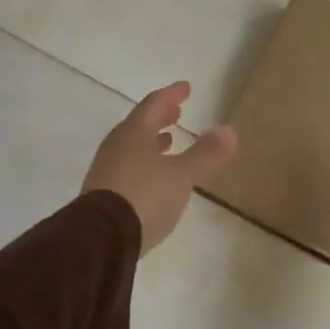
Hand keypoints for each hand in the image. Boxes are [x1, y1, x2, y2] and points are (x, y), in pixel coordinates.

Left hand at [83, 82, 237, 254]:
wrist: (100, 239)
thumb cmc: (144, 196)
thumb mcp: (181, 175)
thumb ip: (205, 154)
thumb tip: (229, 130)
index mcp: (134, 133)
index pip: (154, 104)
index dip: (171, 95)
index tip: (186, 88)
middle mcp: (116, 146)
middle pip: (139, 124)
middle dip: (160, 117)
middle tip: (176, 112)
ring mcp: (106, 171)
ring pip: (132, 147)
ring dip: (151, 141)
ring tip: (168, 142)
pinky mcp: (102, 195)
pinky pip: (127, 167)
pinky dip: (144, 162)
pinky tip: (154, 177)